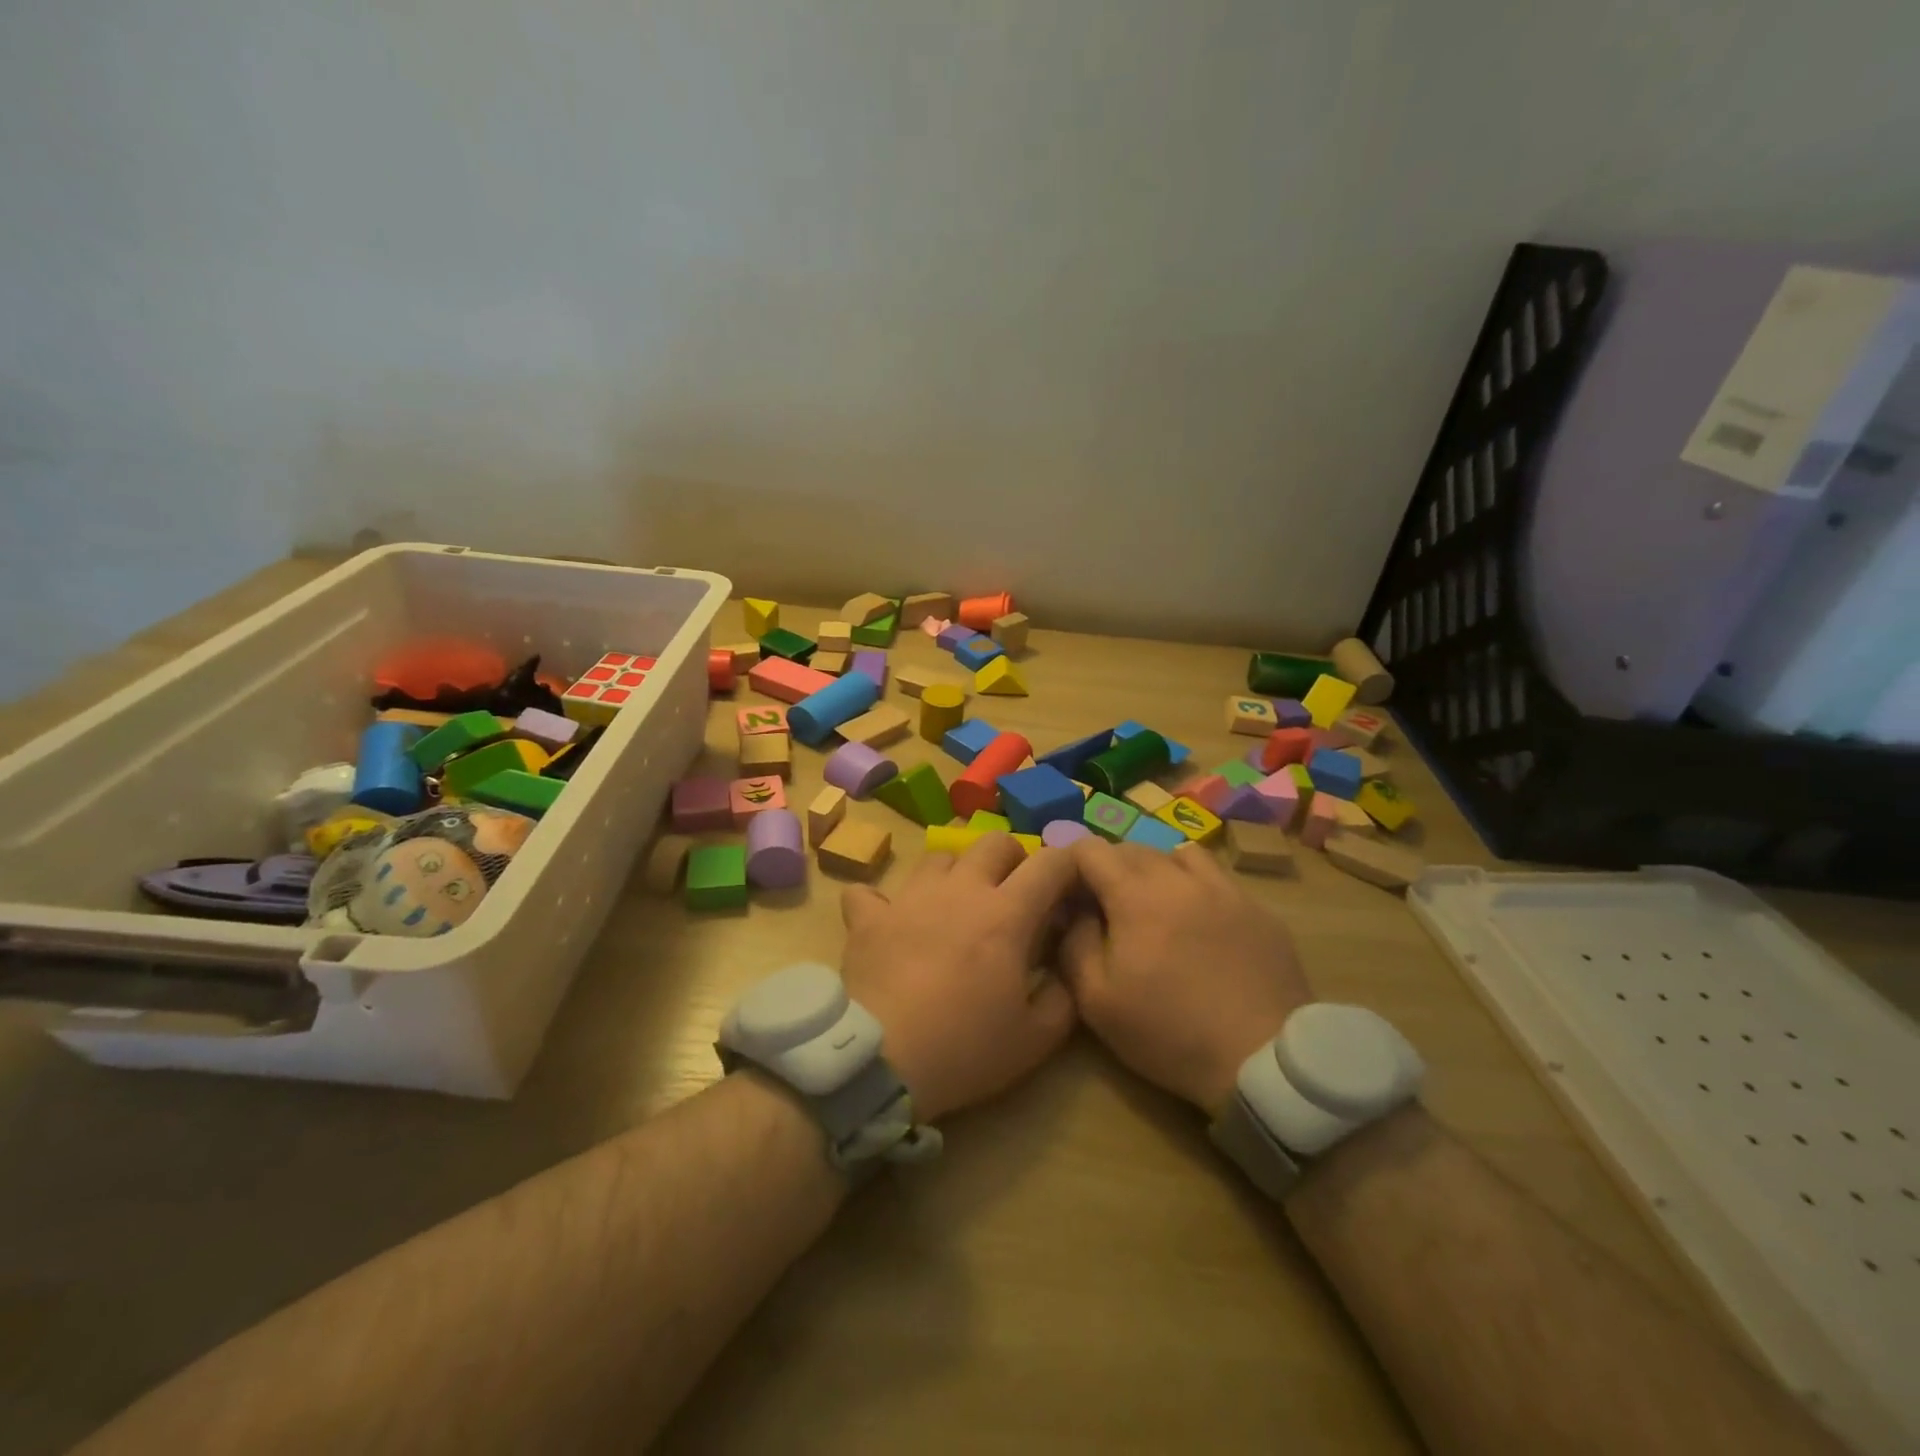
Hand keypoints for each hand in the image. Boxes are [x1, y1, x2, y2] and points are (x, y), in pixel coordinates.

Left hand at [840, 835, 1079, 1122]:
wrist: (882, 1060)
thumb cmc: (965, 1048)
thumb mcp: (1038, 1037)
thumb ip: (1064, 993)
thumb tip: (1064, 964)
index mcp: (1007, 913)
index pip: (1051, 863)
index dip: (1069, 865)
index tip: (1070, 887)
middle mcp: (961, 889)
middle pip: (994, 842)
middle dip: (1012, 858)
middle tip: (1013, 893)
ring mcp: (910, 897)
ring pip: (939, 856)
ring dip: (955, 873)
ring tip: (955, 905)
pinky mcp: (869, 916)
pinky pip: (870, 892)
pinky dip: (882, 903)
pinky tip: (889, 923)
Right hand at [1060, 838, 1313, 1115]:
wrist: (1263, 1059)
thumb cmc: (1169, 1031)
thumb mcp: (1097, 1000)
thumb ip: (1073, 944)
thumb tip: (1074, 911)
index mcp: (1135, 894)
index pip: (1091, 849)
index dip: (1071, 862)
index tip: (1067, 890)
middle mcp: (1179, 877)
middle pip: (1133, 847)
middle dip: (1109, 867)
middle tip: (1104, 903)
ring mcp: (1224, 889)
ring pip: (1178, 855)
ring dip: (1155, 869)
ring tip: (1153, 903)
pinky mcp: (1257, 909)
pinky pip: (1216, 878)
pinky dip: (1194, 886)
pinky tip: (1198, 921)